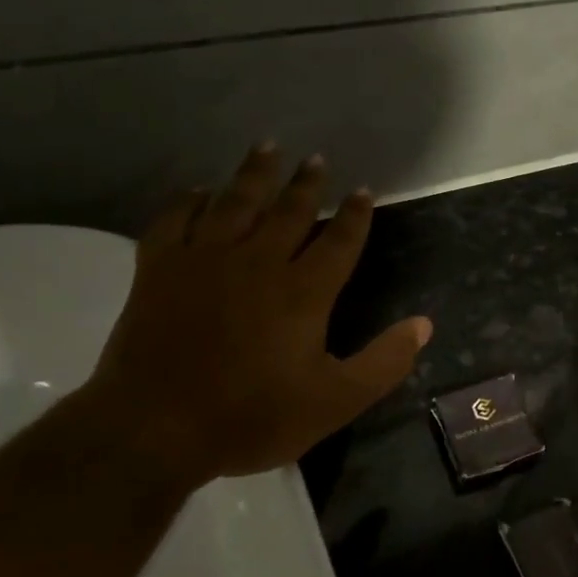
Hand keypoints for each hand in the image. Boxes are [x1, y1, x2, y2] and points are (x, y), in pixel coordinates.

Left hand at [75, 143, 432, 486]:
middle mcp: (257, 262)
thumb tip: (424, 325)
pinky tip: (198, 191)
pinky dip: (187, 202)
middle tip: (317, 159)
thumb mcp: (334, 402)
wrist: (153, 429)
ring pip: (235, 202)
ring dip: (254, 174)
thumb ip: (383, 363)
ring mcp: (204, 260)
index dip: (355, 215)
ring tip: (268, 147)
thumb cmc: (250, 417)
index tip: (364, 191)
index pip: (339, 241)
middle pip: (288, 211)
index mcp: (303, 291)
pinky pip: (174, 221)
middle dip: (307, 184)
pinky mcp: (158, 269)